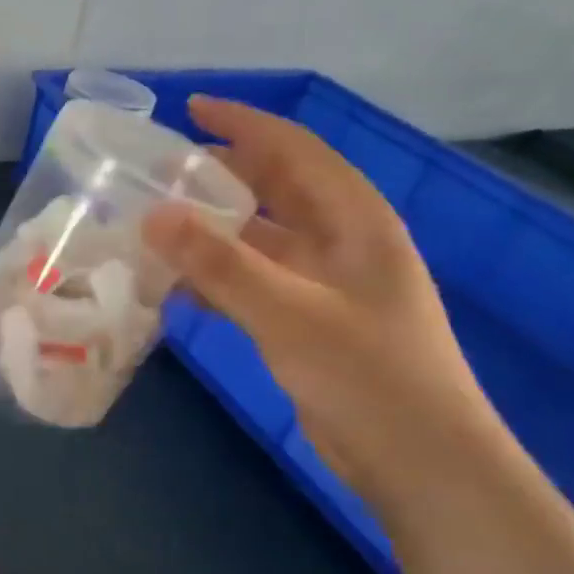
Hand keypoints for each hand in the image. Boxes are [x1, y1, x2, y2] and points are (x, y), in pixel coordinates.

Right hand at [144, 97, 500, 499]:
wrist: (421, 464)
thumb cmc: (367, 375)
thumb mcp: (288, 312)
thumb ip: (219, 263)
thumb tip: (152, 214)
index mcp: (354, 220)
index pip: (295, 150)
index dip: (244, 124)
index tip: (190, 109)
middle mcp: (341, 242)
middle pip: (274, 189)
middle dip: (220, 174)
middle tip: (159, 171)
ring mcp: (324, 283)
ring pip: (258, 238)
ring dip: (211, 229)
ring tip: (154, 224)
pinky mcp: (307, 321)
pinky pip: (252, 281)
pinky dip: (215, 276)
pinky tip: (174, 285)